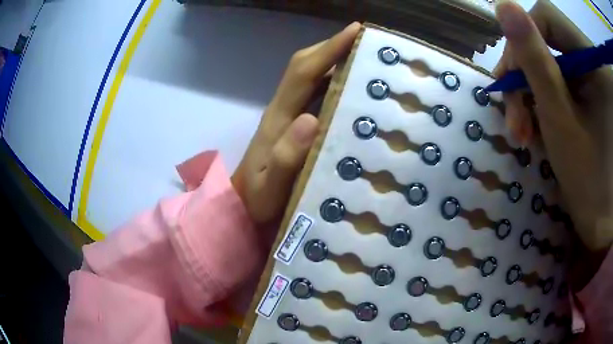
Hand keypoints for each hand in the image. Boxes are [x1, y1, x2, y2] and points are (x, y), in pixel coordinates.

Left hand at [232, 23, 360, 233]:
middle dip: (331, 47)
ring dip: (332, 61)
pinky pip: (313, 93)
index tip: (354, 31)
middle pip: (304, 66)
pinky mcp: (292, 124)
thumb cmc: (258, 200)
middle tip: (364, 40)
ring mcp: (287, 115)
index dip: (328, 50)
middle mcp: (282, 109)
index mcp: (278, 119)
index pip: (303, 73)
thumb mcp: (271, 187)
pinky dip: (332, 81)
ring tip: (363, 56)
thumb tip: (310, 119)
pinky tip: (351, 85)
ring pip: (309, 77)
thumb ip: (287, 157)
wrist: (242, 205)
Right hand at [493, 0, 612, 250]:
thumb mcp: (561, 119)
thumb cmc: (592, 180)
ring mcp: (595, 77)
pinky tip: (541, 126)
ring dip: (536, 93)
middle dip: (527, 75)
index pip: (546, 17)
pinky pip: (566, 82)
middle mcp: (593, 59)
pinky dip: (549, 101)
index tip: (510, 79)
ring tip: (526, 132)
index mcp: (592, 59)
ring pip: (555, 63)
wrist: (606, 218)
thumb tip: (503, 6)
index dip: (523, 38)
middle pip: (550, 41)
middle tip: (516, 120)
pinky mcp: (594, 93)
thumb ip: (534, 59)